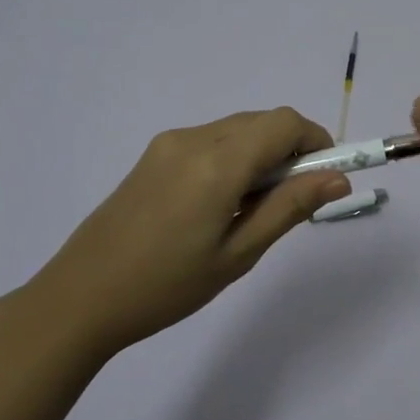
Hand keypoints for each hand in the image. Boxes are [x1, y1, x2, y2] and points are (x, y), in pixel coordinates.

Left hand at [29, 109, 350, 357]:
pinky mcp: (153, 156)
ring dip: (262, 156)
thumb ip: (289, 208)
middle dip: (291, 151)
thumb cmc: (166, 286)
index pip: (285, 123)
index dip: (316, 143)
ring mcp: (168, 144)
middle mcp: (193, 138)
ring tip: (254, 211)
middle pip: (262, 122)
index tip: (326, 181)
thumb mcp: (238, 254)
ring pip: (236, 130)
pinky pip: (210, 142)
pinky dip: (234, 159)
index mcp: (217, 162)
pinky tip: (222, 205)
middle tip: (293, 203)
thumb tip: (339, 178)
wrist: (80, 297)